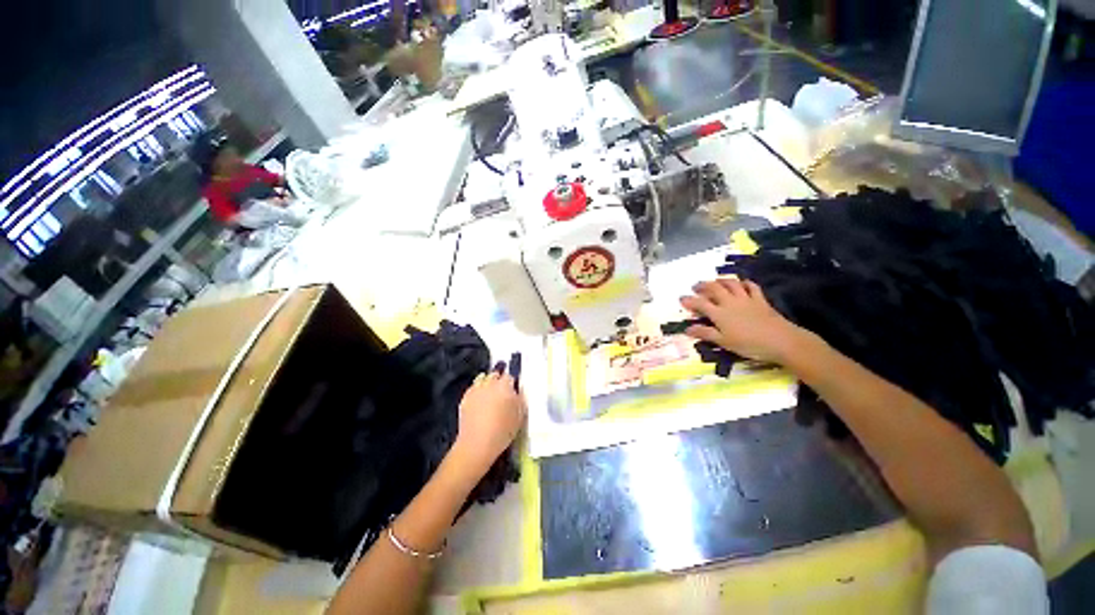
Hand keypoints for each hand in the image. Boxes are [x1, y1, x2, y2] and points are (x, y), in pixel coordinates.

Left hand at [451, 371, 525, 476]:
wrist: (477, 444)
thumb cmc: (503, 431)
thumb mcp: (520, 416)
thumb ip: (520, 399)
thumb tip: (518, 391)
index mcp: (505, 385)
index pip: (510, 376)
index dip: (511, 382)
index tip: (513, 390)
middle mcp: (489, 383)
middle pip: (495, 374)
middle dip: (499, 380)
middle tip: (502, 393)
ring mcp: (476, 389)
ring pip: (483, 379)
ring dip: (487, 384)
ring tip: (490, 396)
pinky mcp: (465, 398)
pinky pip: (473, 389)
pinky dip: (477, 392)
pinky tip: (479, 403)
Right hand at [680, 278, 809, 362]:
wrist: (781, 341)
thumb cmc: (749, 344)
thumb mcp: (724, 342)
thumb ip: (705, 333)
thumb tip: (687, 329)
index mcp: (719, 313)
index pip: (700, 303)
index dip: (689, 300)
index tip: (681, 299)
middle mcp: (730, 302)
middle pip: (714, 289)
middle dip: (703, 286)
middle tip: (695, 286)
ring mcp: (746, 299)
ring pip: (731, 284)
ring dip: (721, 280)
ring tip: (715, 281)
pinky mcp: (760, 300)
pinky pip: (751, 287)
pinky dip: (744, 283)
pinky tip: (741, 283)